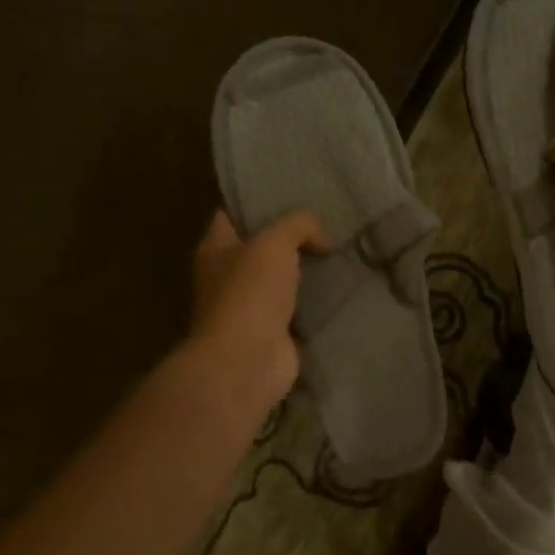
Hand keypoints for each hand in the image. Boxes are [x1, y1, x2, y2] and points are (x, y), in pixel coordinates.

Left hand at [188, 209, 325, 411]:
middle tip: (325, 224)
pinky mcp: (272, 333)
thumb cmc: (250, 293)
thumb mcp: (274, 243)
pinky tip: (340, 288)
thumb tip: (321, 237)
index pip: (231, 215)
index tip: (290, 194)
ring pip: (281, 280)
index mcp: (214, 250)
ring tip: (339, 253)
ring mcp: (249, 308)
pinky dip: (314, 303)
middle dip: (288, 239)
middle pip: (259, 249)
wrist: (248, 360)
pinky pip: (297, 310)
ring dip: (304, 272)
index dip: (256, 204)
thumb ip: (298, 225)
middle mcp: (226, 278)